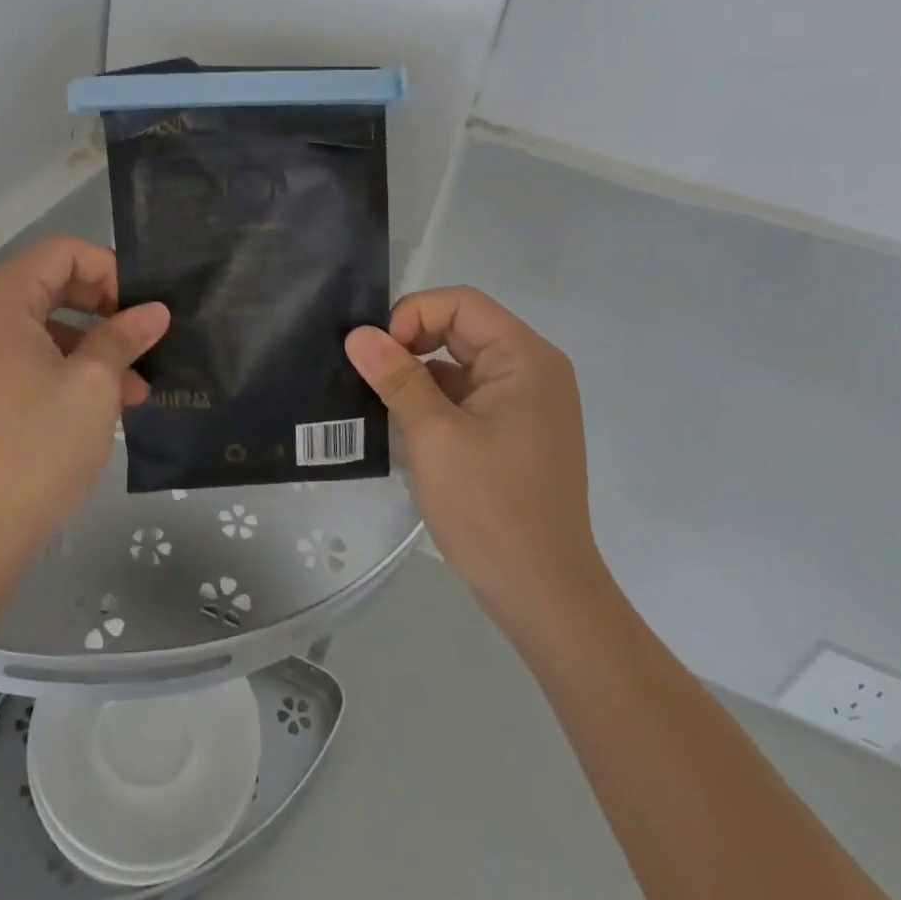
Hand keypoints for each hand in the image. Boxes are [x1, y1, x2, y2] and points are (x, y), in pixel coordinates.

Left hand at [0, 236, 169, 580]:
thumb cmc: (35, 450)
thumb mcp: (93, 386)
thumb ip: (124, 337)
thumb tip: (155, 311)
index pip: (62, 253)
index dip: (110, 270)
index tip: (142, 309)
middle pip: (49, 285)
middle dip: (104, 309)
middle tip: (142, 340)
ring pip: (40, 326)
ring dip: (90, 346)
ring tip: (135, 386)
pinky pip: (22, 357)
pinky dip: (62, 368)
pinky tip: (103, 403)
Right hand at [345, 287, 605, 618]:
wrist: (542, 595)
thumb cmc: (491, 508)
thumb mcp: (433, 436)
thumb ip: (396, 377)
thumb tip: (358, 333)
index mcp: (525, 359)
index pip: (460, 304)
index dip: (412, 316)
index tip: (377, 354)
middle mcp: (531, 370)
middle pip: (460, 329)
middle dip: (411, 345)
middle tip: (370, 376)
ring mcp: (524, 403)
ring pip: (458, 364)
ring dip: (418, 376)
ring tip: (379, 403)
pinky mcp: (513, 431)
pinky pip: (465, 396)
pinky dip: (433, 402)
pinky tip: (403, 428)